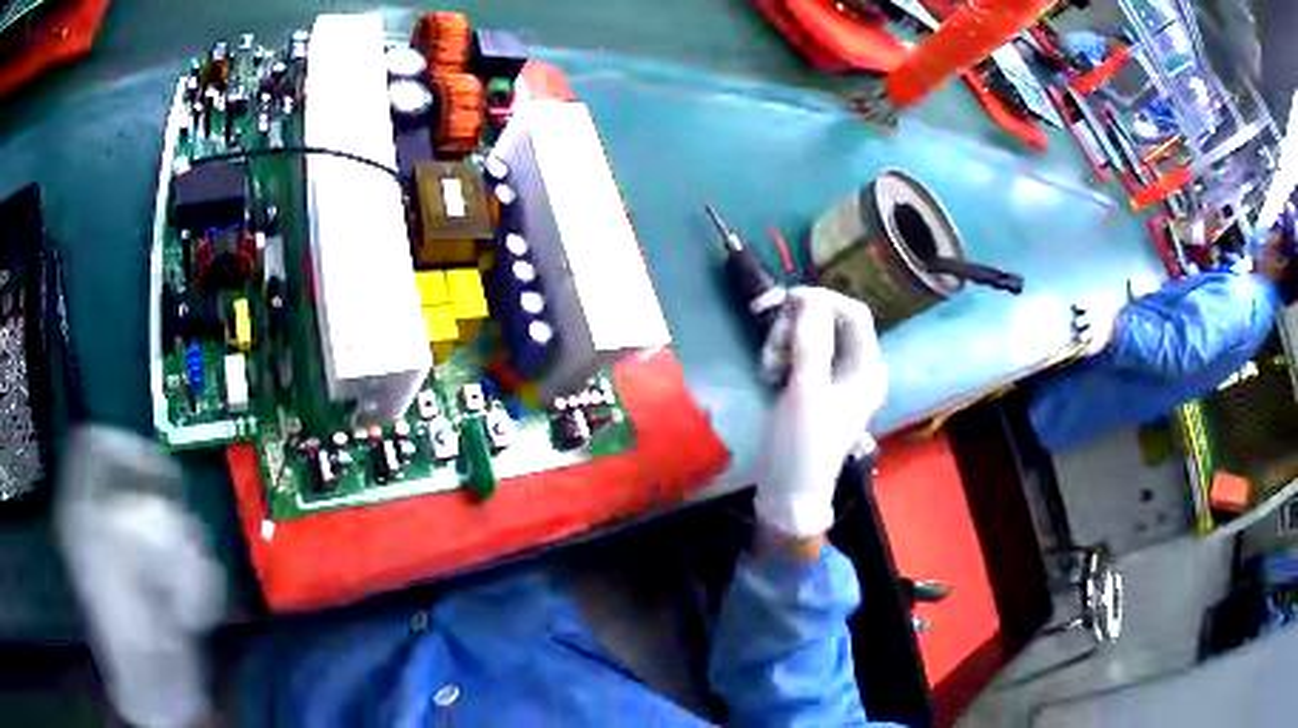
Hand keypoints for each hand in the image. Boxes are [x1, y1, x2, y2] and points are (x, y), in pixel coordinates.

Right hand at [754, 287, 886, 538]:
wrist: (788, 492)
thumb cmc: (803, 444)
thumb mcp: (806, 391)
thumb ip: (810, 341)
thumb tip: (808, 296)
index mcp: (868, 368)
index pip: (854, 313)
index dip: (823, 300)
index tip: (787, 303)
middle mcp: (856, 368)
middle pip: (829, 321)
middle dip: (797, 326)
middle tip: (772, 349)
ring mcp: (834, 377)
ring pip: (809, 335)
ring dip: (784, 342)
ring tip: (768, 368)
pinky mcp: (814, 386)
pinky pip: (799, 353)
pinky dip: (781, 356)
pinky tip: (769, 375)